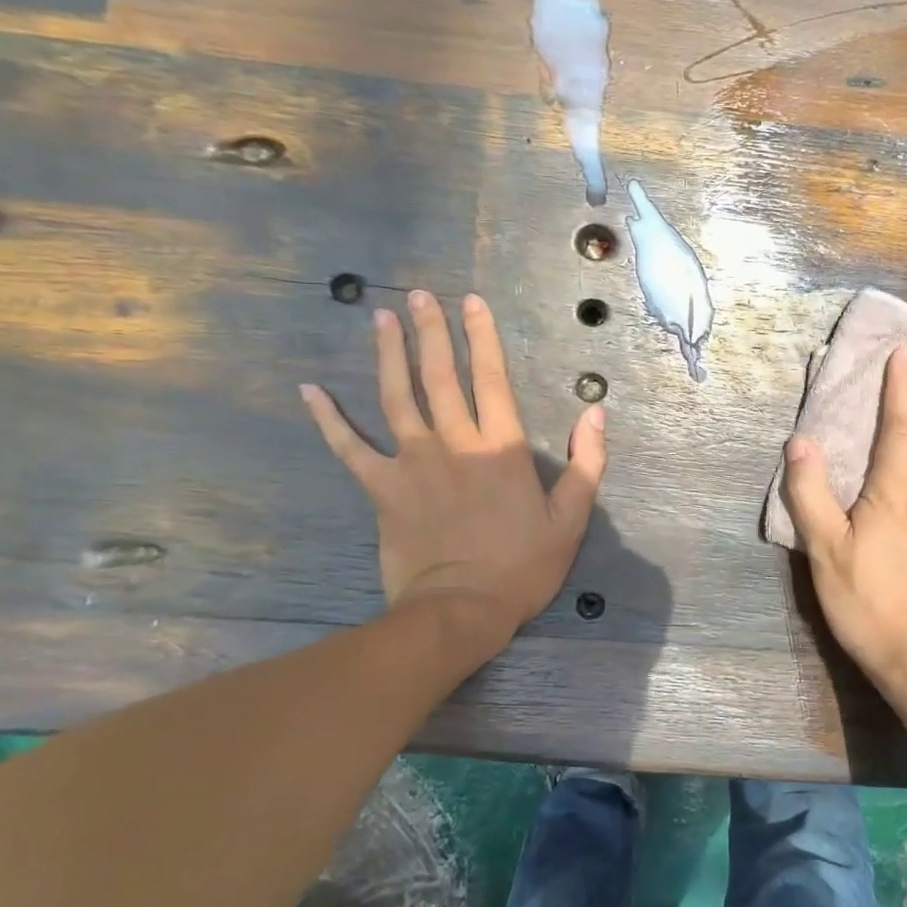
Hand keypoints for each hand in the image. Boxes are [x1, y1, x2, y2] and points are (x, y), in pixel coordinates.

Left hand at [300, 290, 606, 644]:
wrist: (461, 611)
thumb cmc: (521, 567)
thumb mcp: (571, 519)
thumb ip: (587, 463)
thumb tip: (596, 413)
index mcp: (501, 448)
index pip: (493, 378)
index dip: (483, 337)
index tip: (471, 302)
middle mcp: (455, 443)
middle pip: (441, 376)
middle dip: (432, 332)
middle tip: (419, 296)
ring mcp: (413, 463)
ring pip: (397, 397)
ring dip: (389, 355)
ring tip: (380, 319)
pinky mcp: (382, 488)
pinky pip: (349, 448)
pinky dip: (329, 419)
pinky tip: (310, 391)